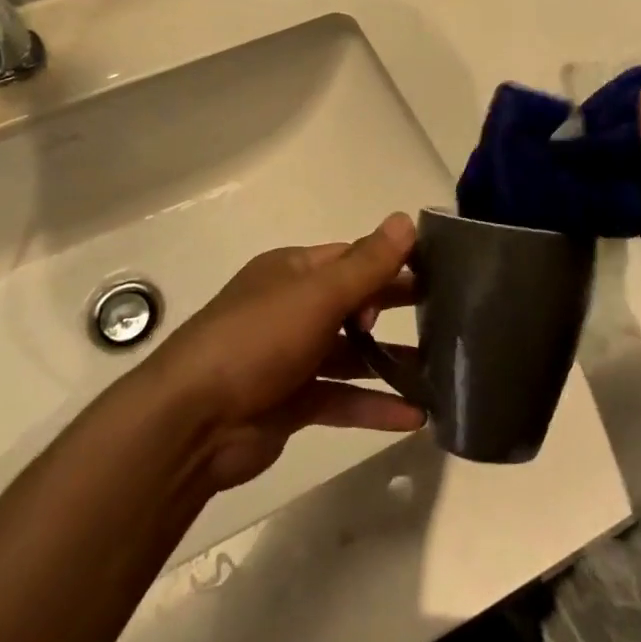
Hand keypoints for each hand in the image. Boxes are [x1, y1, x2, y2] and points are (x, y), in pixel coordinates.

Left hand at [147, 214, 426, 492]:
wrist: (192, 421)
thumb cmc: (257, 340)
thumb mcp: (317, 295)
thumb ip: (367, 264)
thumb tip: (406, 220)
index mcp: (292, 272)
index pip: (351, 258)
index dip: (390, 263)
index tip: (435, 274)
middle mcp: (292, 309)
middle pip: (354, 303)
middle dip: (394, 308)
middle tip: (448, 316)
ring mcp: (291, 358)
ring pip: (351, 355)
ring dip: (391, 362)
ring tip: (443, 370)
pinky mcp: (292, 403)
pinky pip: (342, 398)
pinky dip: (375, 406)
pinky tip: (416, 417)